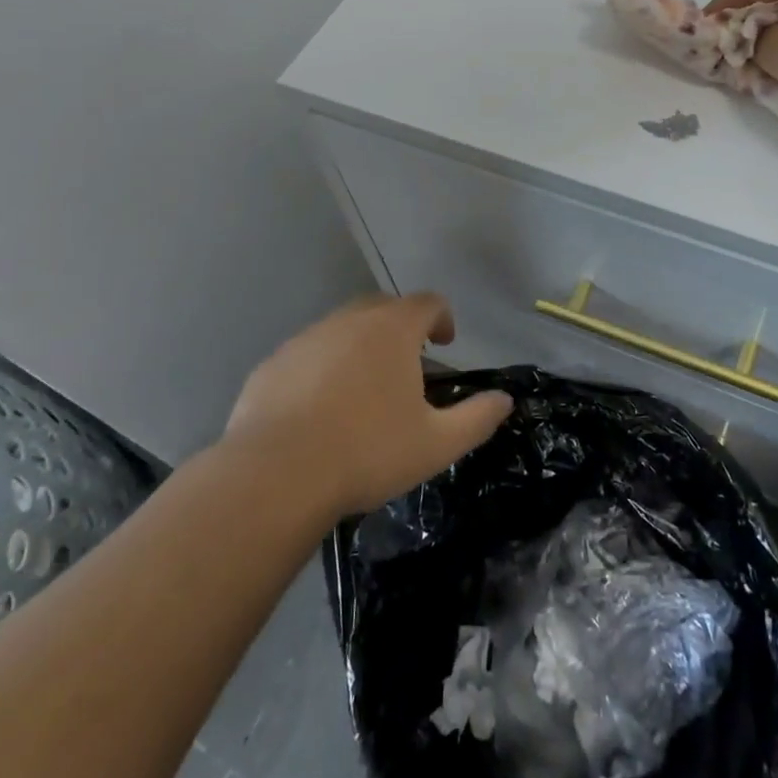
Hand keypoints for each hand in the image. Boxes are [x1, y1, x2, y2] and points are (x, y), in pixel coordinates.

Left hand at [220, 294, 512, 517]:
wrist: (276, 476)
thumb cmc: (367, 453)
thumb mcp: (436, 444)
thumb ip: (477, 418)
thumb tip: (505, 400)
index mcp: (392, 330)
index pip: (427, 302)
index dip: (442, 318)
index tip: (444, 344)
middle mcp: (349, 321)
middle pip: (383, 307)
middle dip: (401, 327)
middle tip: (408, 364)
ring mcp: (306, 339)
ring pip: (342, 329)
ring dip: (360, 347)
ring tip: (364, 389)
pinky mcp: (273, 363)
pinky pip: (308, 354)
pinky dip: (323, 368)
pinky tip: (320, 408)